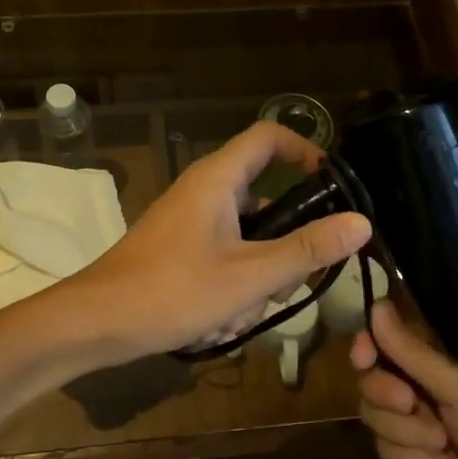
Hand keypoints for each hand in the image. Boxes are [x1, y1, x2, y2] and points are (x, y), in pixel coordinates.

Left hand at [65, 121, 371, 361]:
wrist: (96, 322)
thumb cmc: (172, 290)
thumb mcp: (250, 275)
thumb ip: (306, 250)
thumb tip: (361, 223)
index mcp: (218, 179)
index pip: (270, 136)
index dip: (306, 150)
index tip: (334, 185)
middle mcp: (203, 190)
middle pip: (265, 198)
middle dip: (282, 245)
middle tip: (286, 281)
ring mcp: (189, 221)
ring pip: (247, 238)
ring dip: (255, 277)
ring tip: (239, 312)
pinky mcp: (179, 249)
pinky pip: (224, 258)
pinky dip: (231, 287)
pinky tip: (217, 321)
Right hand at [350, 302, 457, 458]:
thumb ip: (415, 354)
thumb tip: (376, 305)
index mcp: (446, 358)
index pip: (390, 338)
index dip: (369, 345)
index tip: (364, 357)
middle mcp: (427, 386)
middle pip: (372, 379)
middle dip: (386, 396)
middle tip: (412, 405)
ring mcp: (420, 424)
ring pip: (375, 417)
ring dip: (404, 434)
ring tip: (442, 448)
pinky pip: (385, 450)